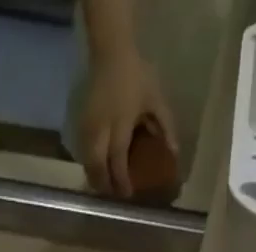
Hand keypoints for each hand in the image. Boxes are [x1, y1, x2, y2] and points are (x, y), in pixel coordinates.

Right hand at [80, 53, 175, 198]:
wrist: (111, 52)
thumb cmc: (136, 75)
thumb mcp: (155, 99)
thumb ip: (165, 126)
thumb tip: (175, 153)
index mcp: (120, 122)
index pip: (118, 159)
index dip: (121, 180)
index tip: (128, 194)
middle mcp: (101, 128)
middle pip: (97, 166)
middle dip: (105, 185)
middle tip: (114, 195)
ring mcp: (88, 127)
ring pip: (87, 163)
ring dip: (95, 178)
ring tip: (104, 188)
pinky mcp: (81, 124)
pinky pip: (83, 153)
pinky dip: (89, 166)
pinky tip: (96, 171)